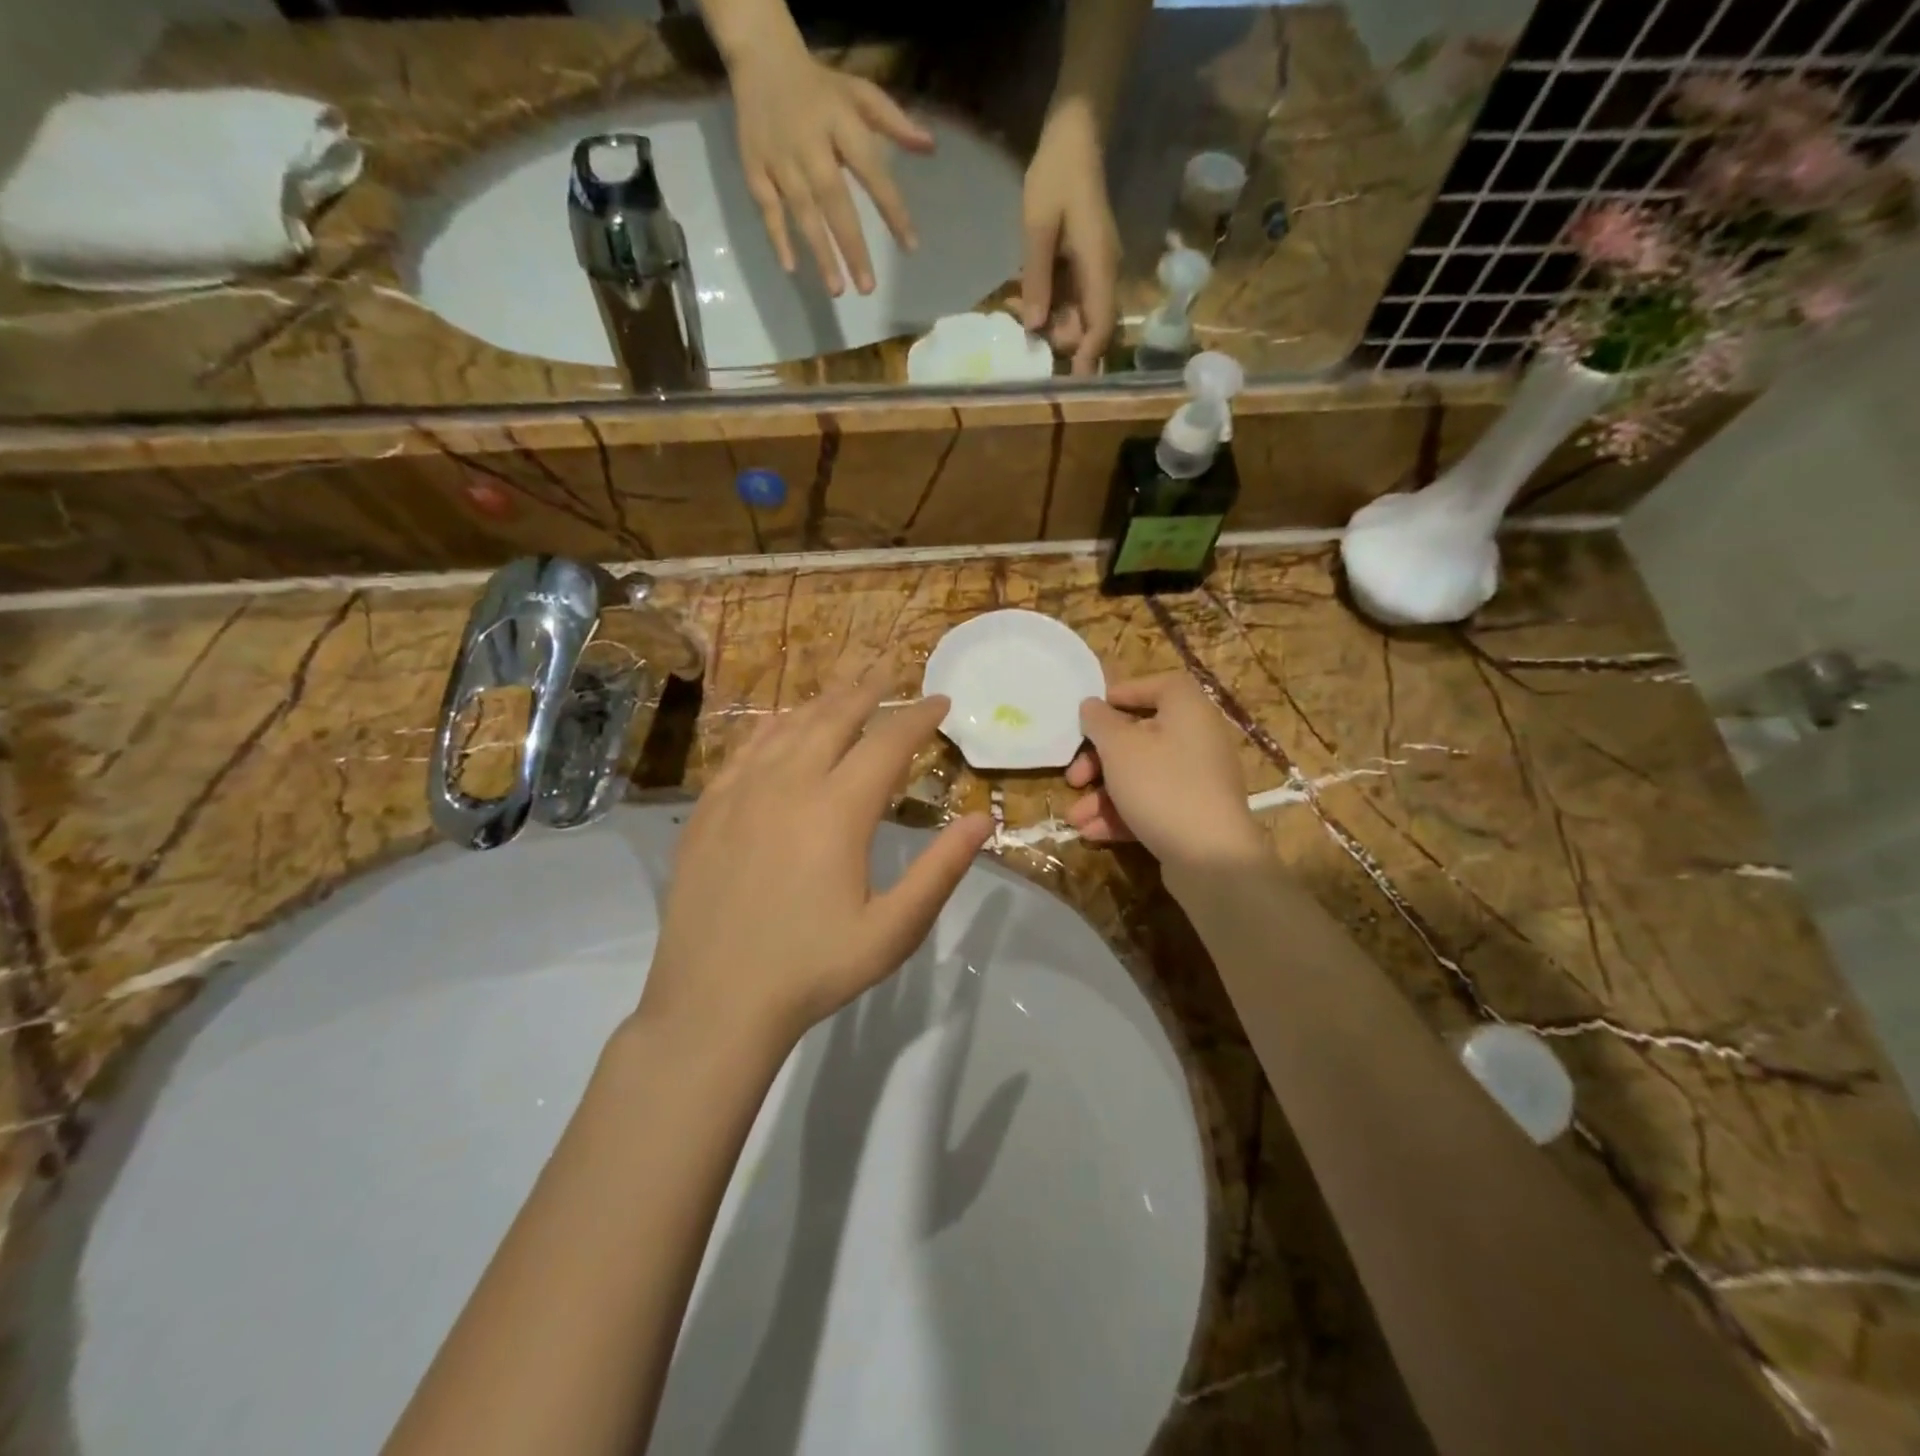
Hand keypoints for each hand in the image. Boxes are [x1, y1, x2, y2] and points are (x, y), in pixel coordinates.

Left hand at [645, 681, 992, 1047]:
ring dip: (822, 702)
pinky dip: (772, 727)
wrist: (715, 1002)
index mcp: (838, 810)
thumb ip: (941, 870)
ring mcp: (741, 793)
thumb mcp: (893, 931)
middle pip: (834, 718)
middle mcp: (788, 784)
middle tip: (890, 669)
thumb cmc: (814, 968)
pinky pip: (745, 749)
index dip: (918, 717)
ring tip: (845, 687)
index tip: (941, 700)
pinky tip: (780, 723)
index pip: (888, 743)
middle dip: (868, 690)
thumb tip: (984, 819)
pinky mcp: (708, 809)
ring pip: (788, 727)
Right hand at [729, 38, 934, 295]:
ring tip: (838, 289)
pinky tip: (791, 267)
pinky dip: (778, 237)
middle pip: (834, 201)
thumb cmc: (820, 88)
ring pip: (802, 212)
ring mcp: (780, 159)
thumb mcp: (859, 94)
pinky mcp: (755, 168)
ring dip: (820, 252)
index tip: (910, 246)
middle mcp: (810, 144)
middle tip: (868, 288)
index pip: (871, 171)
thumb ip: (894, 122)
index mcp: (839, 122)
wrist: (760, 56)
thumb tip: (930, 147)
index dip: (891, 209)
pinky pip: (768, 208)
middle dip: (852, 246)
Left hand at [1020, 102, 1120, 374]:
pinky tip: (1021, 301)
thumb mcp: (1038, 226)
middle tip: (1022, 339)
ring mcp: (1095, 272)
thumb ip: (1037, 278)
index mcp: (1099, 267)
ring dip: (1049, 325)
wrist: (1074, 135)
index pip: (1101, 325)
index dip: (1087, 357)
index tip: (1071, 384)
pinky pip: (1068, 300)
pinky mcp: (1083, 267)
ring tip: (1015, 313)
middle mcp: (1103, 275)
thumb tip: (1035, 329)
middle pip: (1089, 328)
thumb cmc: (1056, 175)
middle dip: (1060, 343)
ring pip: (1077, 317)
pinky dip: (1048, 307)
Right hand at [1065, 673, 1265, 869]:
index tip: (1092, 713)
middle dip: (1098, 760)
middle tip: (1073, 777)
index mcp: (1188, 711)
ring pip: (1141, 776)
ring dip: (1102, 795)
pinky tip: (1092, 832)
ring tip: (1075, 817)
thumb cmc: (1161, 786)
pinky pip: (1152, 804)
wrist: (1210, 857)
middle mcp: (1197, 740)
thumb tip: (1091, 706)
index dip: (1124, 693)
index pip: (1159, 686)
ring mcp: (1197, 781)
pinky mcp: (1193, 815)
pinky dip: (1122, 814)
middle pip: (1140, 737)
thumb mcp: (1119, 748)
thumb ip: (1100, 722)